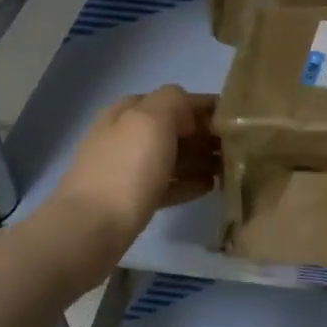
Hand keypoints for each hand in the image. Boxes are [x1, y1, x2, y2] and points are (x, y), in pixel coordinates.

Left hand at [50, 86, 217, 258]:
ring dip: (199, 159)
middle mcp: (124, 135)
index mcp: (128, 111)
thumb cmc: (127, 168)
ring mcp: (125, 168)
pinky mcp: (130, 199)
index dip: (204, 107)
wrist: (91, 228)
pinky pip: (165, 185)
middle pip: (172, 129)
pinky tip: (209, 187)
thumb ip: (174, 101)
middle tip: (235, 148)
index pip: (173, 99)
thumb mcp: (152, 119)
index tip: (234, 120)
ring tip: (228, 168)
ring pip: (170, 157)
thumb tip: (188, 111)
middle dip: (203, 135)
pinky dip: (187, 183)